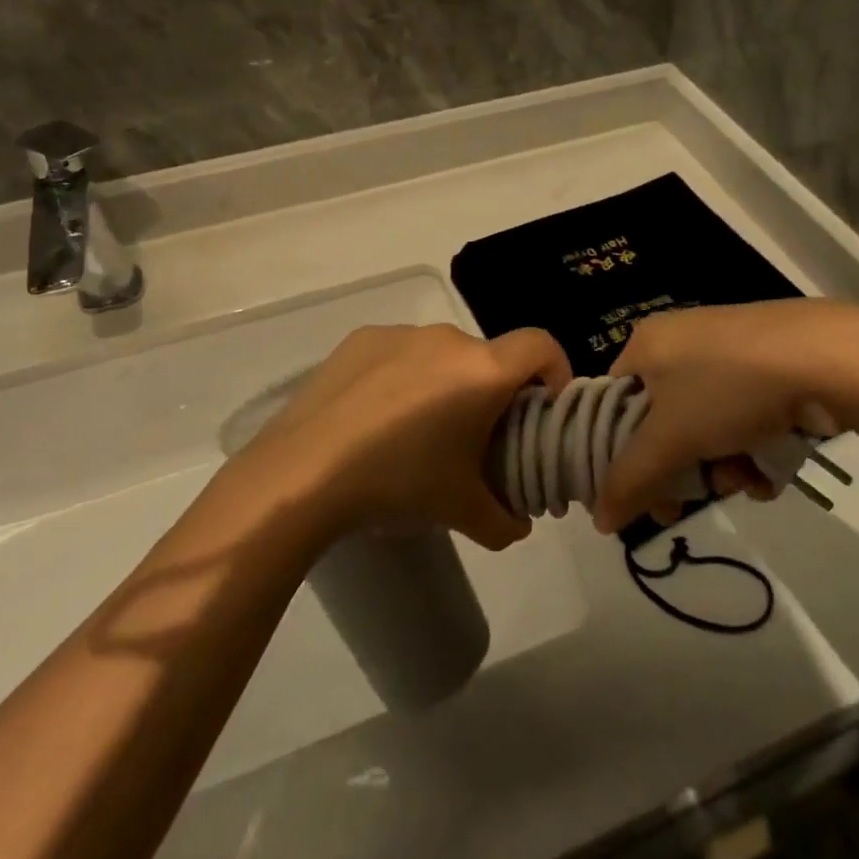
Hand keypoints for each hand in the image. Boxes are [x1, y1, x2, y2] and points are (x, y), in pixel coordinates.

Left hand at [246, 324, 571, 550]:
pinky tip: (376, 419)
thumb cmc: (399, 483)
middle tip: (476, 438)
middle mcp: (446, 338)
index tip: (543, 408)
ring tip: (419, 433)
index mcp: (482, 370)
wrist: (303, 474)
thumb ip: (506, 520)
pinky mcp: (359, 339)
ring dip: (446, 384)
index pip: (541, 345)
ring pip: (442, 355)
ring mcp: (400, 333)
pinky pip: (400, 353)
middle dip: (493, 392)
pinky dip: (403, 377)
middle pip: (488, 357)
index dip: (555, 370)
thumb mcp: (462, 512)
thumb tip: (518, 525)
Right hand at [594, 300, 858, 532]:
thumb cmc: (727, 389)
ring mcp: (727, 351)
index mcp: (645, 344)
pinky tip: (770, 468)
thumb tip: (598, 520)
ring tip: (745, 481)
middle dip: (680, 468)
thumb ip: (629, 481)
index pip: (613, 405)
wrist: (824, 356)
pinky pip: (741, 415)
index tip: (641, 494)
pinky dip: (751, 448)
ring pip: (706, 425)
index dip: (620, 455)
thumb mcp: (670, 439)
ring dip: (721, 466)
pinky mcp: (767, 365)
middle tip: (688, 503)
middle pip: (662, 422)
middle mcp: (680, 341)